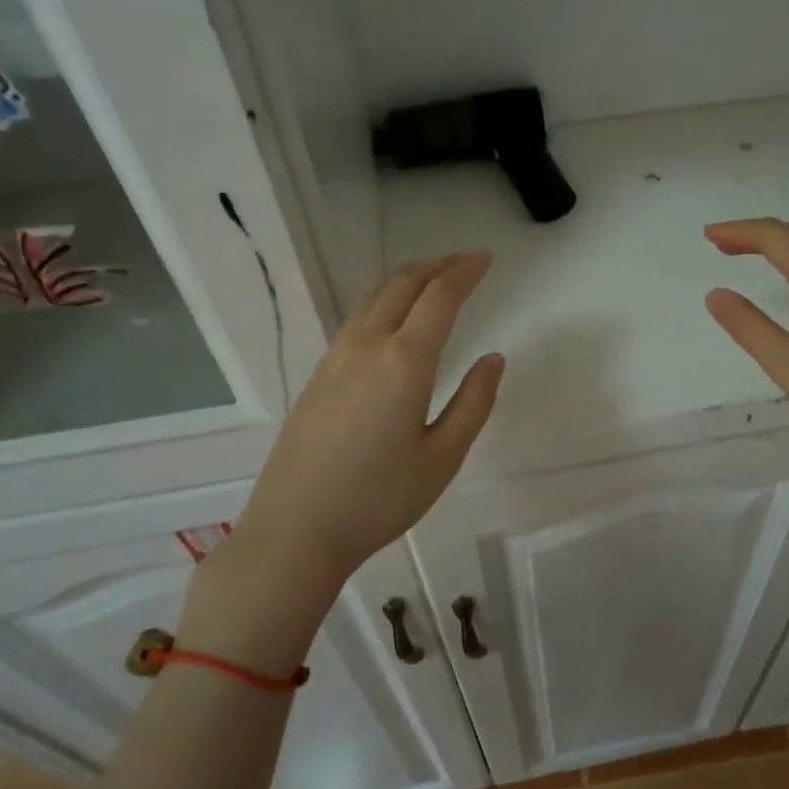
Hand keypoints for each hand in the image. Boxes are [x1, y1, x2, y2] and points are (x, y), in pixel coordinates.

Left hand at [181, 255, 503, 670]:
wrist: (295, 530)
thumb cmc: (378, 499)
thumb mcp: (442, 457)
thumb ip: (474, 403)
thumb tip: (493, 359)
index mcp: (404, 361)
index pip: (440, 297)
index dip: (465, 272)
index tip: (486, 258)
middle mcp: (367, 346)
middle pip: (403, 284)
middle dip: (437, 265)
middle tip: (465, 262)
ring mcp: (335, 357)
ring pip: (375, 297)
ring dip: (408, 279)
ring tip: (434, 279)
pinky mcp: (318, 375)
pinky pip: (357, 318)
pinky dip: (385, 300)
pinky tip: (394, 319)